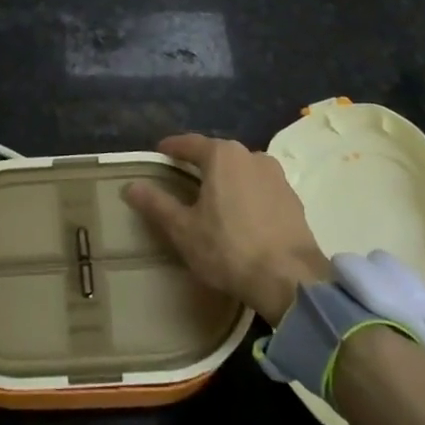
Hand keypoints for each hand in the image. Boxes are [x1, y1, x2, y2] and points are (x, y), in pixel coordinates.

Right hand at [123, 133, 331, 323]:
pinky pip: (260, 188)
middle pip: (217, 154)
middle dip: (199, 163)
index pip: (189, 143)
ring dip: (225, 179)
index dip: (171, 148)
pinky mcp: (293, 199)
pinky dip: (246, 195)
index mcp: (222, 155)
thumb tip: (131, 186)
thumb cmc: (229, 249)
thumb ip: (156, 204)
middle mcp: (251, 155)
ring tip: (212, 198)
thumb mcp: (183, 230)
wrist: (291, 281)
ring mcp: (276, 176)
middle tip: (182, 177)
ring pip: (241, 170)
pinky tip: (241, 216)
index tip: (159, 153)